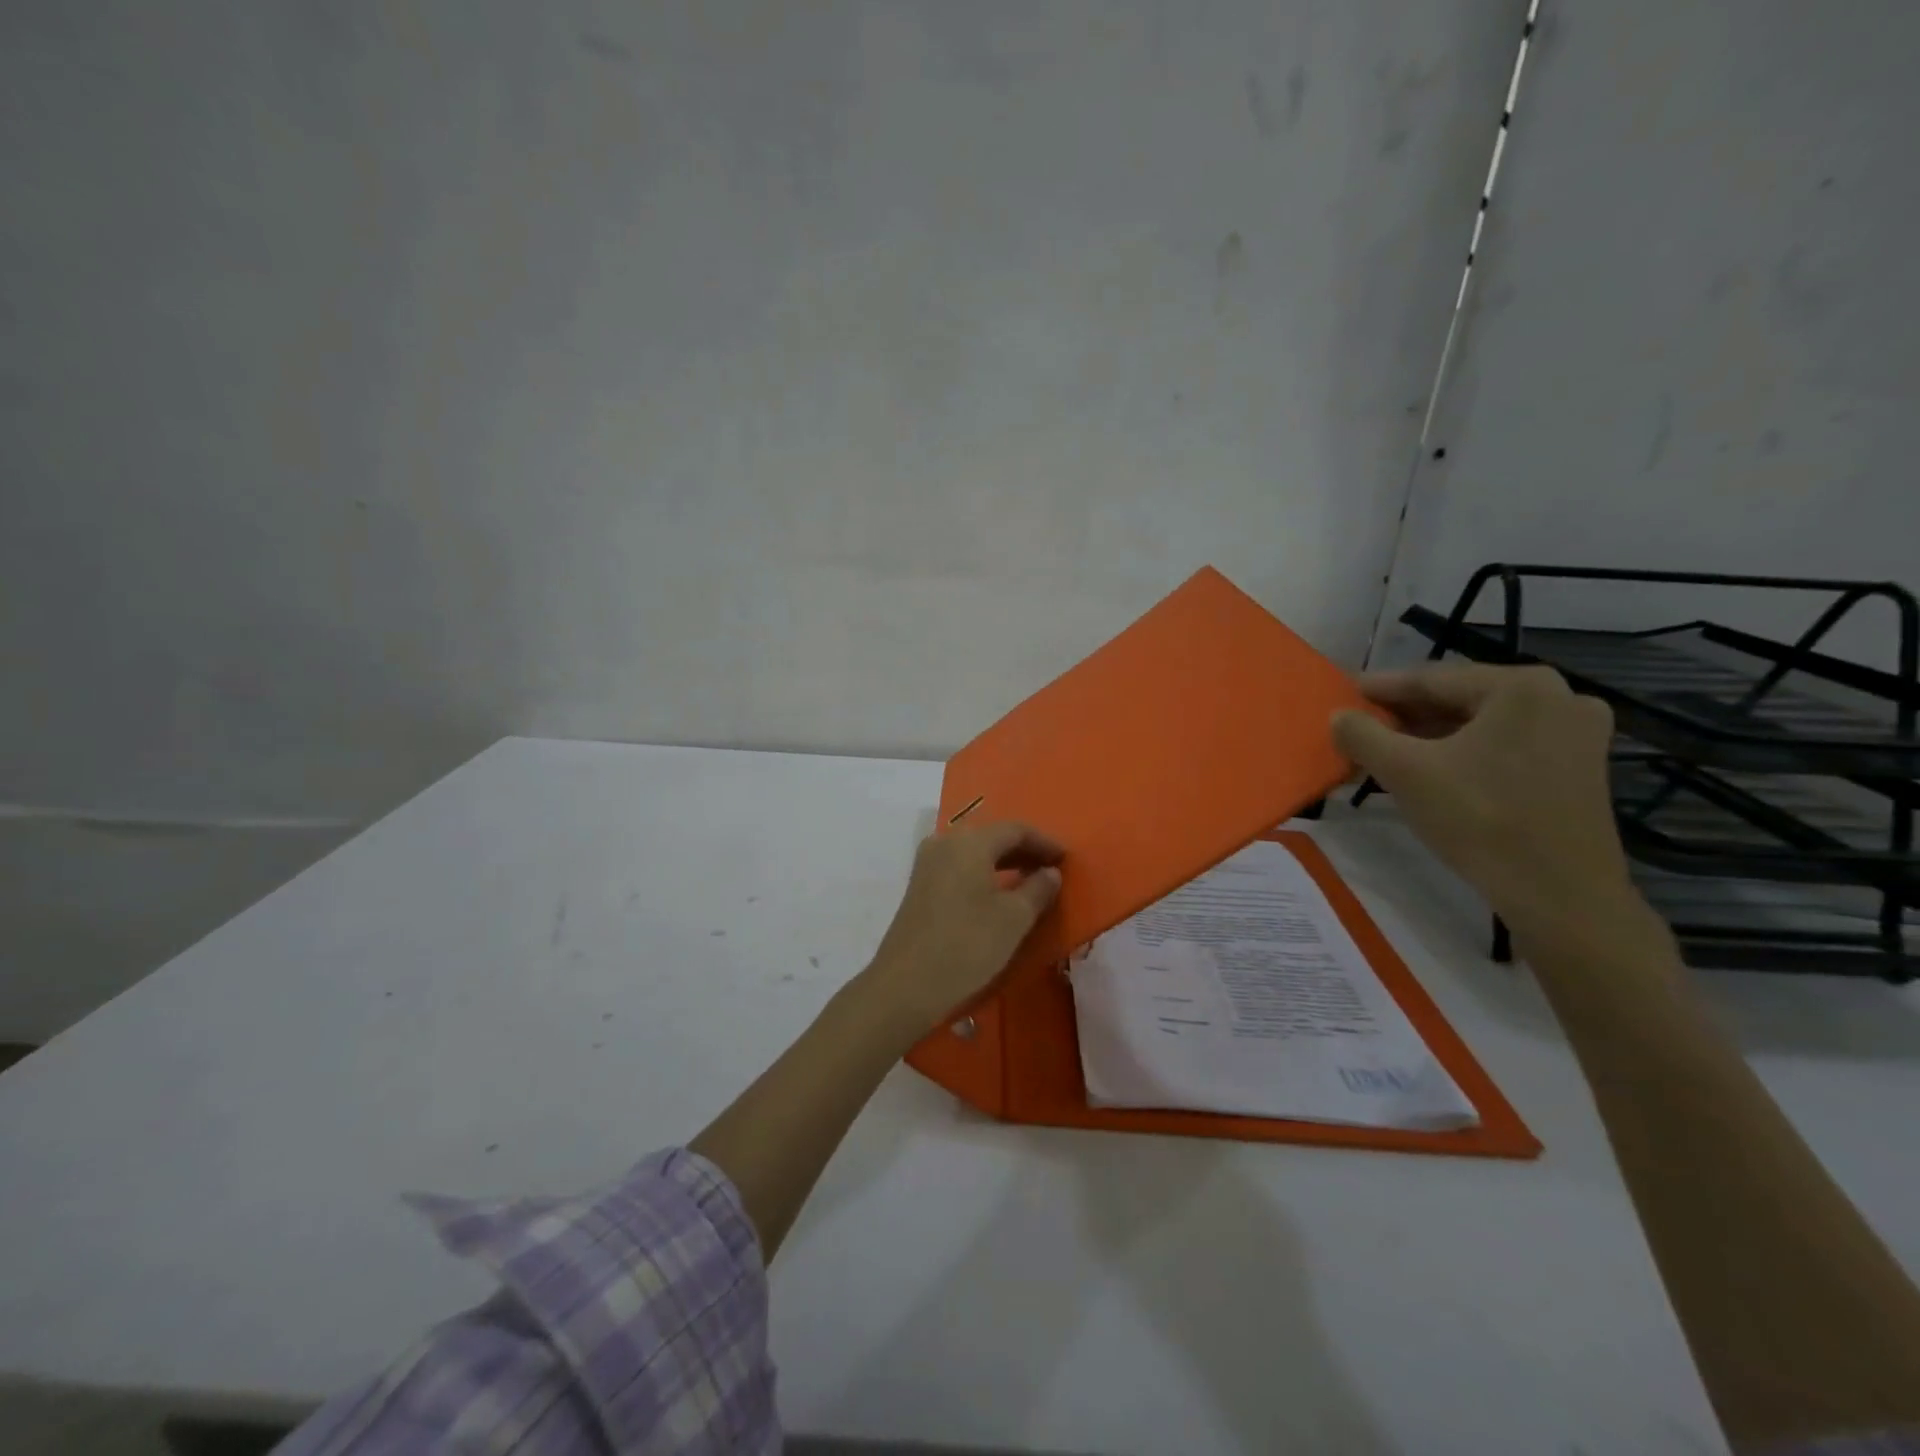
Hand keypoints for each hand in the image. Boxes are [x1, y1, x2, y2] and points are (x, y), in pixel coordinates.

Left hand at [860, 820, 1064, 1034]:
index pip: (1015, 829)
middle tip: (1051, 869)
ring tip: (1029, 882)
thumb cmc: (967, 945)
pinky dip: (983, 873)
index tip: (1066, 859)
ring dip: (1003, 862)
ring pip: (974, 852)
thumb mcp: (1014, 919)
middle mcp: (945, 842)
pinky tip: (997, 894)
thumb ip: (1038, 889)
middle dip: (1023, 850)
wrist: (906, 984)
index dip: (1044, 842)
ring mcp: (927, 863)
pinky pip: (959, 867)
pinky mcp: (919, 886)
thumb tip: (1050, 872)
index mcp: (970, 842)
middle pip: (992, 837)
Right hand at [1331, 664, 1634, 933]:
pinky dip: (1463, 753)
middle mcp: (1558, 697)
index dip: (1379, 688)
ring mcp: (1576, 733)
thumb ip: (1362, 734)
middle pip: (1459, 699)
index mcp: (1522, 686)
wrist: (1559, 895)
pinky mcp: (1579, 767)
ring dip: (1430, 736)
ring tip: (1386, 751)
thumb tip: (1338, 716)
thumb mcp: (1405, 772)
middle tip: (1360, 727)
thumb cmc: (1481, 820)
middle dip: (1405, 716)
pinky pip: (1505, 745)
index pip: (1431, 679)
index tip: (1343, 695)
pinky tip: (1431, 770)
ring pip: (1481, 724)